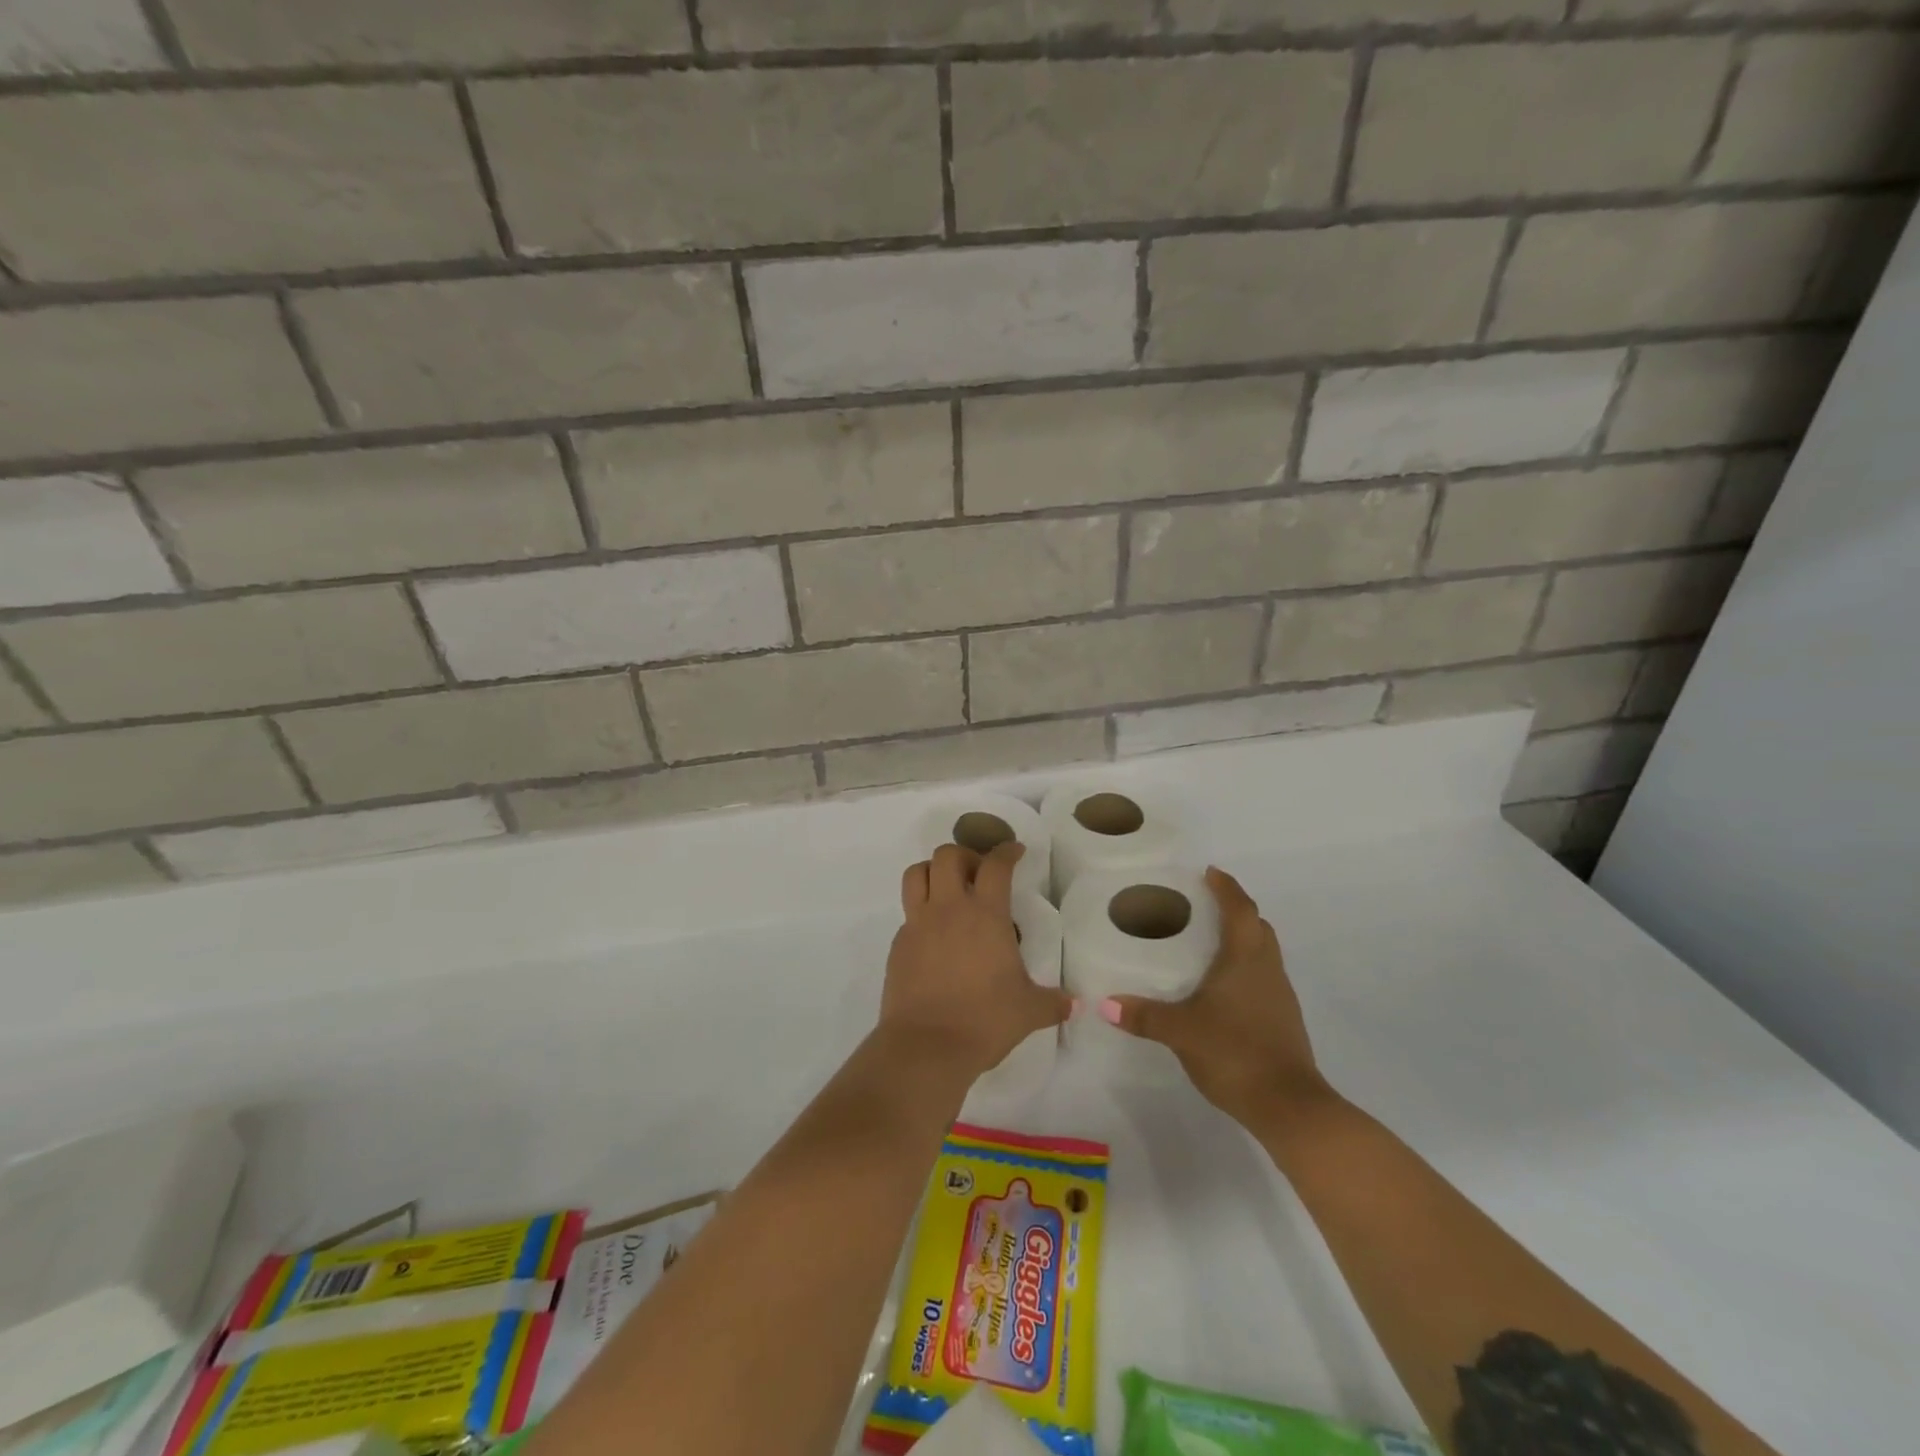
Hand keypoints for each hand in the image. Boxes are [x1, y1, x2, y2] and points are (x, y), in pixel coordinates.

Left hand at [882, 843, 1071, 1080]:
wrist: (926, 1046)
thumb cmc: (984, 1020)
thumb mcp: (1029, 1011)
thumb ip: (1053, 1002)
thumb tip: (1074, 1005)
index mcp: (985, 914)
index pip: (996, 865)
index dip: (1007, 851)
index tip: (1015, 851)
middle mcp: (949, 909)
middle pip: (947, 855)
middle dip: (965, 856)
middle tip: (978, 875)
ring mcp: (918, 924)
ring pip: (916, 874)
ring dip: (932, 871)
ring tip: (948, 890)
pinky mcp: (898, 944)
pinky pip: (908, 913)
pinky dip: (922, 912)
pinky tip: (935, 937)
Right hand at [1105, 867, 1334, 1127]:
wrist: (1290, 1107)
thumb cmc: (1235, 1052)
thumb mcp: (1181, 1031)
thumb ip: (1144, 1016)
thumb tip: (1104, 1003)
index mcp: (1245, 958)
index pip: (1240, 909)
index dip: (1226, 887)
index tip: (1209, 872)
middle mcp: (1267, 968)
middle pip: (1257, 926)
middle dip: (1234, 910)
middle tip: (1202, 906)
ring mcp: (1280, 995)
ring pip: (1263, 953)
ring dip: (1241, 940)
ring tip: (1206, 944)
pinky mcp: (1283, 1020)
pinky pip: (1263, 978)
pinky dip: (1244, 969)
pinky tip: (1221, 989)